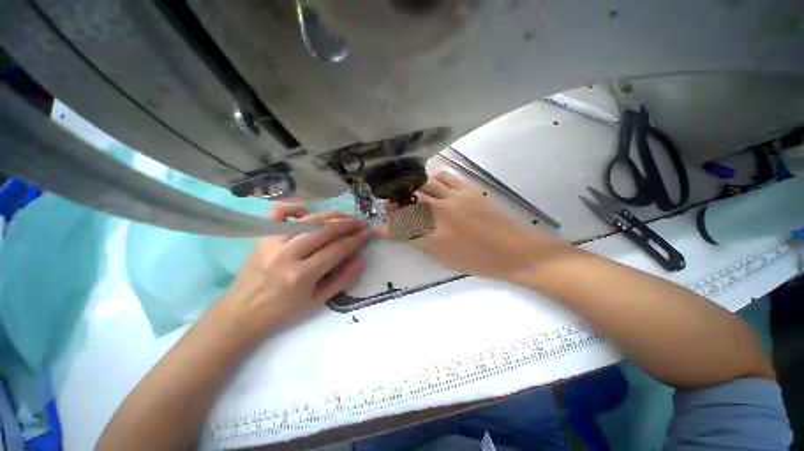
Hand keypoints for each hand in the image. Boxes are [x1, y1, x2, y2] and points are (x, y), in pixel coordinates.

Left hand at [215, 204, 368, 335]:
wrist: (241, 313)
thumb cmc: (282, 311)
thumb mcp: (317, 301)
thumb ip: (342, 279)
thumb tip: (361, 259)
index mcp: (302, 275)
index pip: (336, 250)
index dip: (355, 240)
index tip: (367, 233)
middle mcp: (288, 254)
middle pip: (324, 230)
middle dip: (347, 224)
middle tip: (360, 222)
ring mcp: (272, 242)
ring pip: (308, 220)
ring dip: (331, 215)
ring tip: (345, 216)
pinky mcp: (262, 236)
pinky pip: (279, 213)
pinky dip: (295, 207)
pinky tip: (308, 212)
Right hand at [375, 172, 566, 280]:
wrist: (515, 252)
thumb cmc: (479, 262)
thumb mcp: (445, 260)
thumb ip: (423, 245)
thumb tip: (407, 235)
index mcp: (435, 238)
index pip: (402, 230)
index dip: (387, 229)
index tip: (378, 227)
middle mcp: (441, 215)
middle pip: (409, 203)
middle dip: (394, 203)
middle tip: (389, 204)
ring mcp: (455, 199)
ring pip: (423, 186)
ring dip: (410, 189)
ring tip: (406, 192)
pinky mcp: (469, 190)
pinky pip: (445, 177)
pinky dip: (433, 178)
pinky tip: (429, 183)